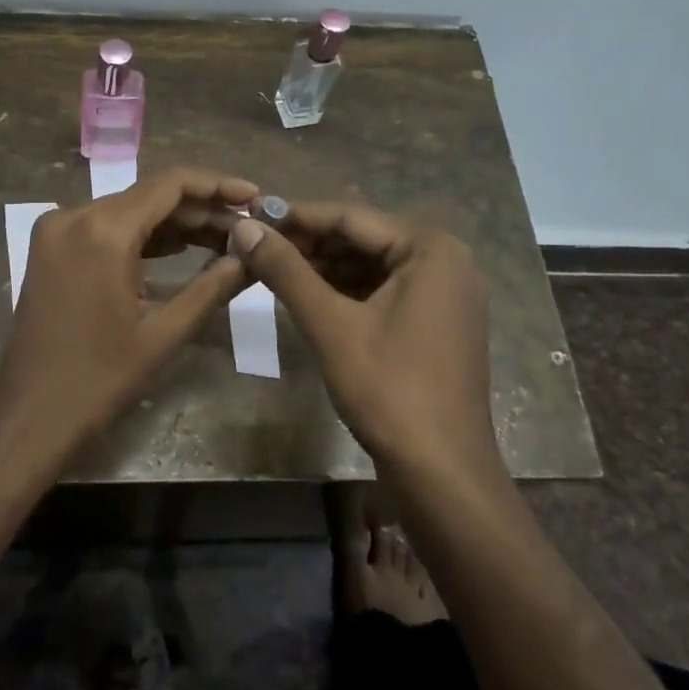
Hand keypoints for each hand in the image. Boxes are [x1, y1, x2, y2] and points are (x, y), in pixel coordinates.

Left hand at [0, 167, 257, 470]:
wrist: (29, 413)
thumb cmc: (100, 378)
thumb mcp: (164, 331)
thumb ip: (212, 286)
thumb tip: (251, 257)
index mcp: (103, 230)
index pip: (170, 184)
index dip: (217, 185)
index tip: (254, 196)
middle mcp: (75, 215)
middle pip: (150, 194)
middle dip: (200, 208)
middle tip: (246, 226)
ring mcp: (58, 229)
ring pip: (129, 209)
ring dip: (174, 221)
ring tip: (224, 237)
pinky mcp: (51, 247)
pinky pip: (106, 226)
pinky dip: (142, 234)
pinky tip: (181, 247)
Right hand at [231, 202, 502, 480]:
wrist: (442, 473)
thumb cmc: (388, 389)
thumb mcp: (329, 324)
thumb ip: (285, 270)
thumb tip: (242, 227)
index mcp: (431, 249)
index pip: (351, 217)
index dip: (296, 216)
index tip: (250, 216)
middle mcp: (446, 261)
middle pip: (363, 239)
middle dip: (309, 244)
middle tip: (255, 246)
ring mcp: (445, 294)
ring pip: (371, 266)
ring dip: (324, 267)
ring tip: (271, 269)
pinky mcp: (437, 323)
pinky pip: (384, 291)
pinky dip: (346, 291)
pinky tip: (306, 295)